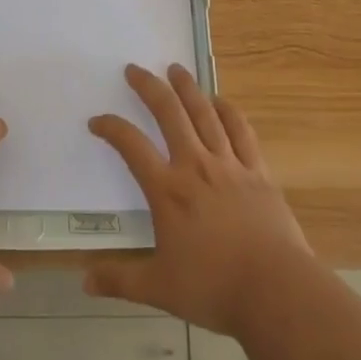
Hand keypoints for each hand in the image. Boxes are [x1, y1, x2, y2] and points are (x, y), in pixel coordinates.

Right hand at [85, 63, 313, 335]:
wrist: (275, 290)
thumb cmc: (214, 288)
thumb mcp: (159, 289)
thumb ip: (120, 280)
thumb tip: (85, 280)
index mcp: (168, 191)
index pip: (132, 147)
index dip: (111, 128)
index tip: (97, 120)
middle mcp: (195, 166)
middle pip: (169, 113)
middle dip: (149, 87)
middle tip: (135, 69)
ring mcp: (229, 164)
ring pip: (204, 113)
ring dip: (187, 88)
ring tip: (175, 69)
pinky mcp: (257, 171)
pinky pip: (241, 131)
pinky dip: (229, 111)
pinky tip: (220, 101)